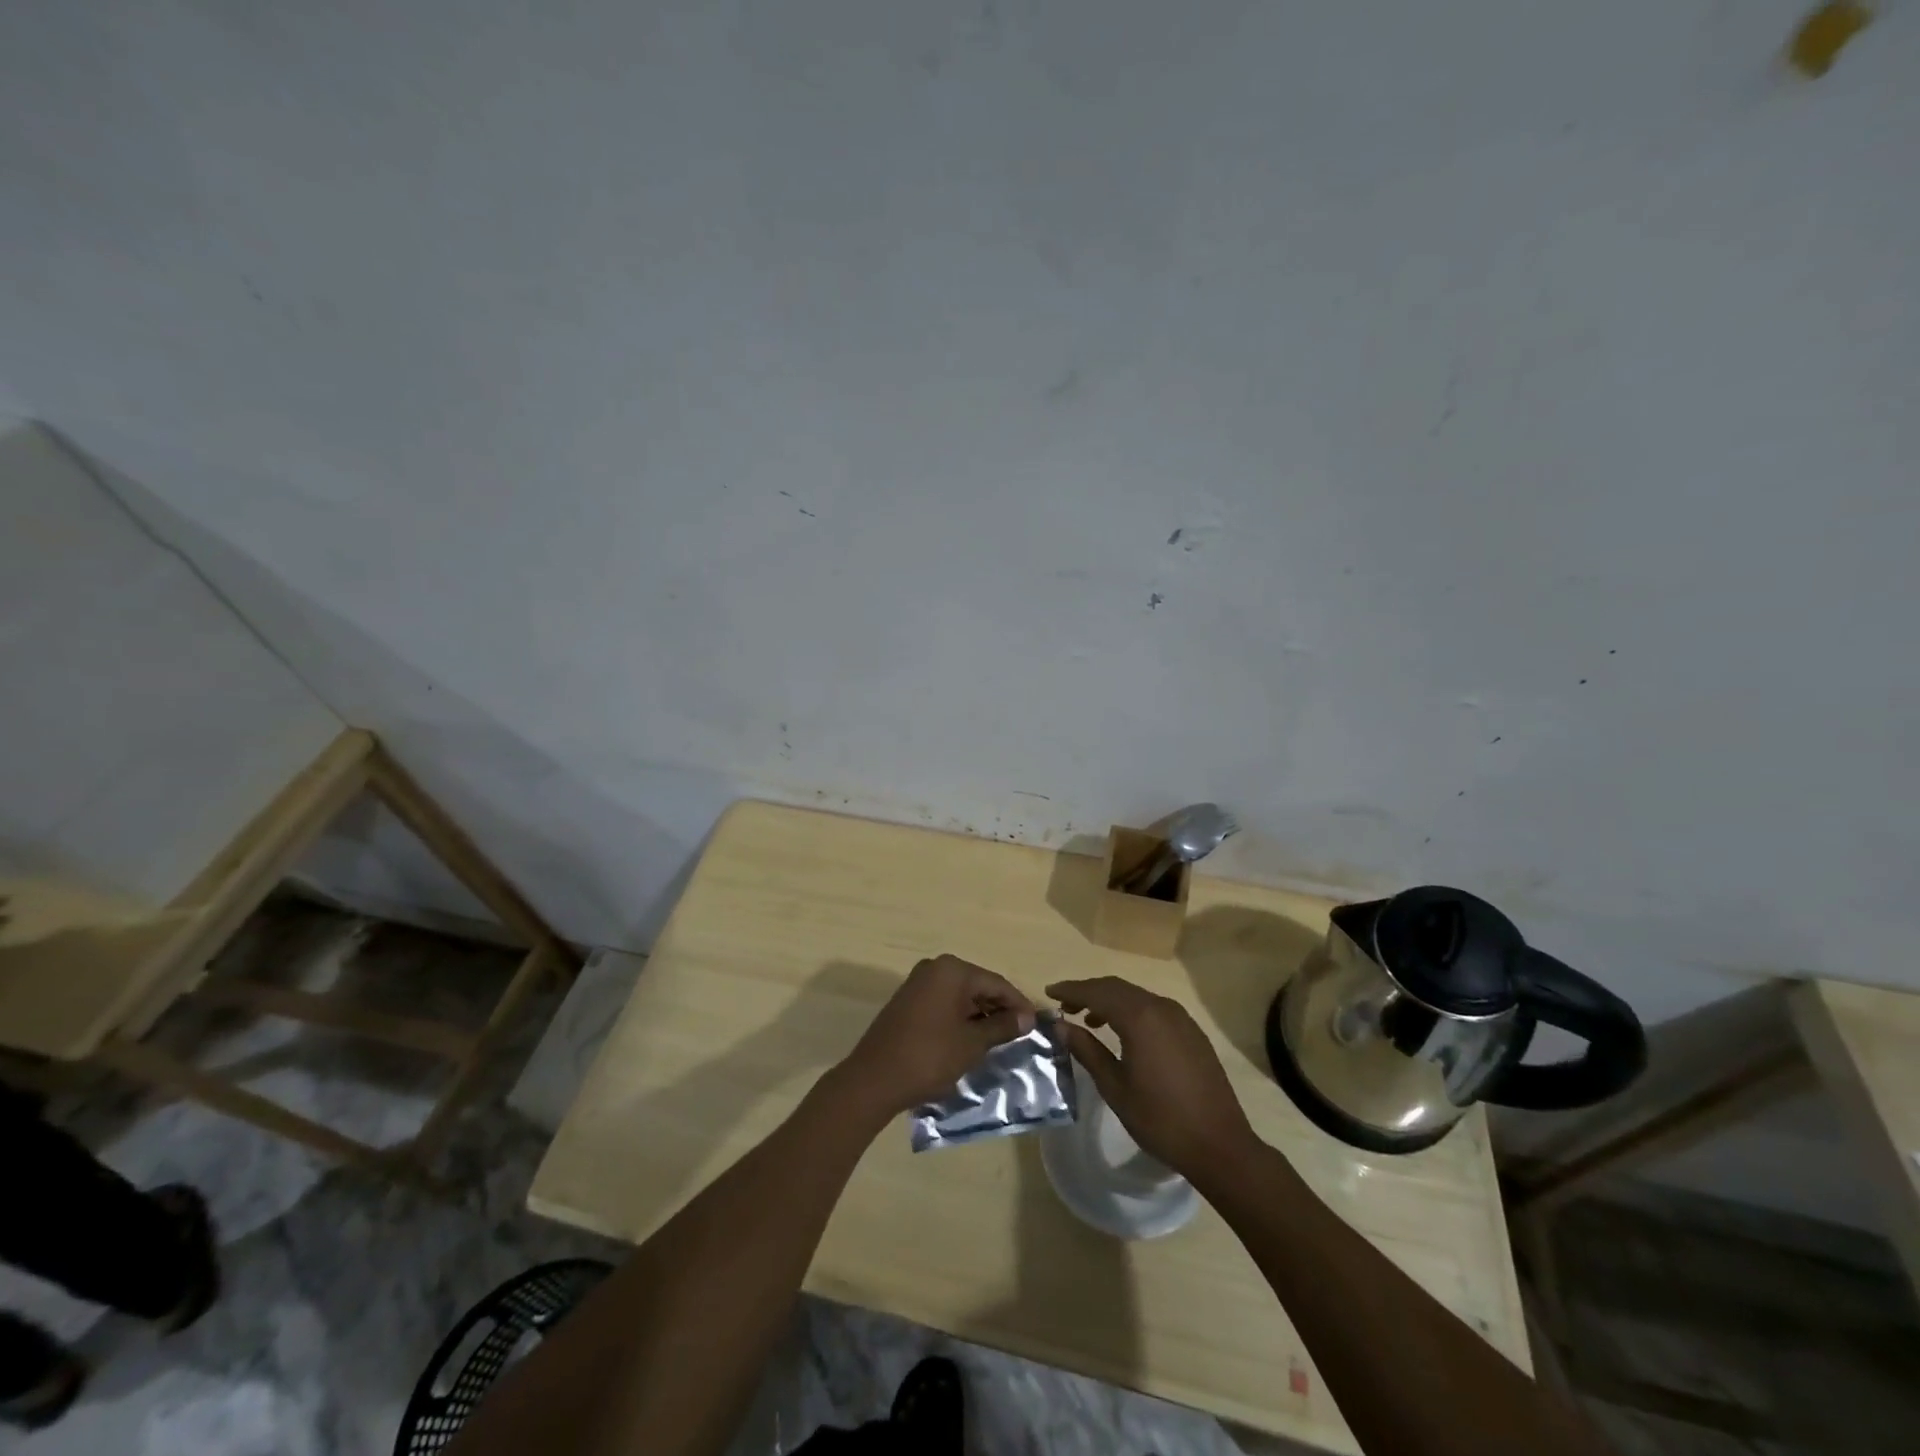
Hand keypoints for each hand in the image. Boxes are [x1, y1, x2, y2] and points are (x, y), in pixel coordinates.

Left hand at [833, 955, 1035, 1116]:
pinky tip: (972, 1039)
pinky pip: (944, 1003)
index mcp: (952, 970)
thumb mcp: (972, 1043)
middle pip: (978, 985)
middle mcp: (935, 968)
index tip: (1037, 1025)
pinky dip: (961, 1018)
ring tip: (1000, 1040)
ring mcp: (918, 983)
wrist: (873, 1079)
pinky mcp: (908, 1001)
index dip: (1018, 1004)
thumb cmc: (929, 1057)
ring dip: (981, 1015)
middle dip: (1000, 1009)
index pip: (996, 983)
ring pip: (961, 995)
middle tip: (1021, 1034)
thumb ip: (1002, 1027)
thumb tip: (1027, 1018)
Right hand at [1048, 976, 1259, 1185]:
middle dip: (1089, 992)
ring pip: (1137, 996)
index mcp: (1140, 1017)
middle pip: (1117, 988)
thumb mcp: (1115, 1087)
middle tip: (1065, 1005)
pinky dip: (1132, 1011)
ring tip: (1089, 1020)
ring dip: (1110, 1001)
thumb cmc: (1160, 1119)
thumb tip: (1061, 1026)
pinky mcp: (1192, 1032)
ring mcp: (1180, 1018)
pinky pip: (1154, 1009)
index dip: (1071, 990)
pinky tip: (1123, 1033)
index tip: (1049, 992)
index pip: (1097, 992)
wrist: (1219, 1145)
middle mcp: (1161, 1007)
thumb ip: (1087, 1050)